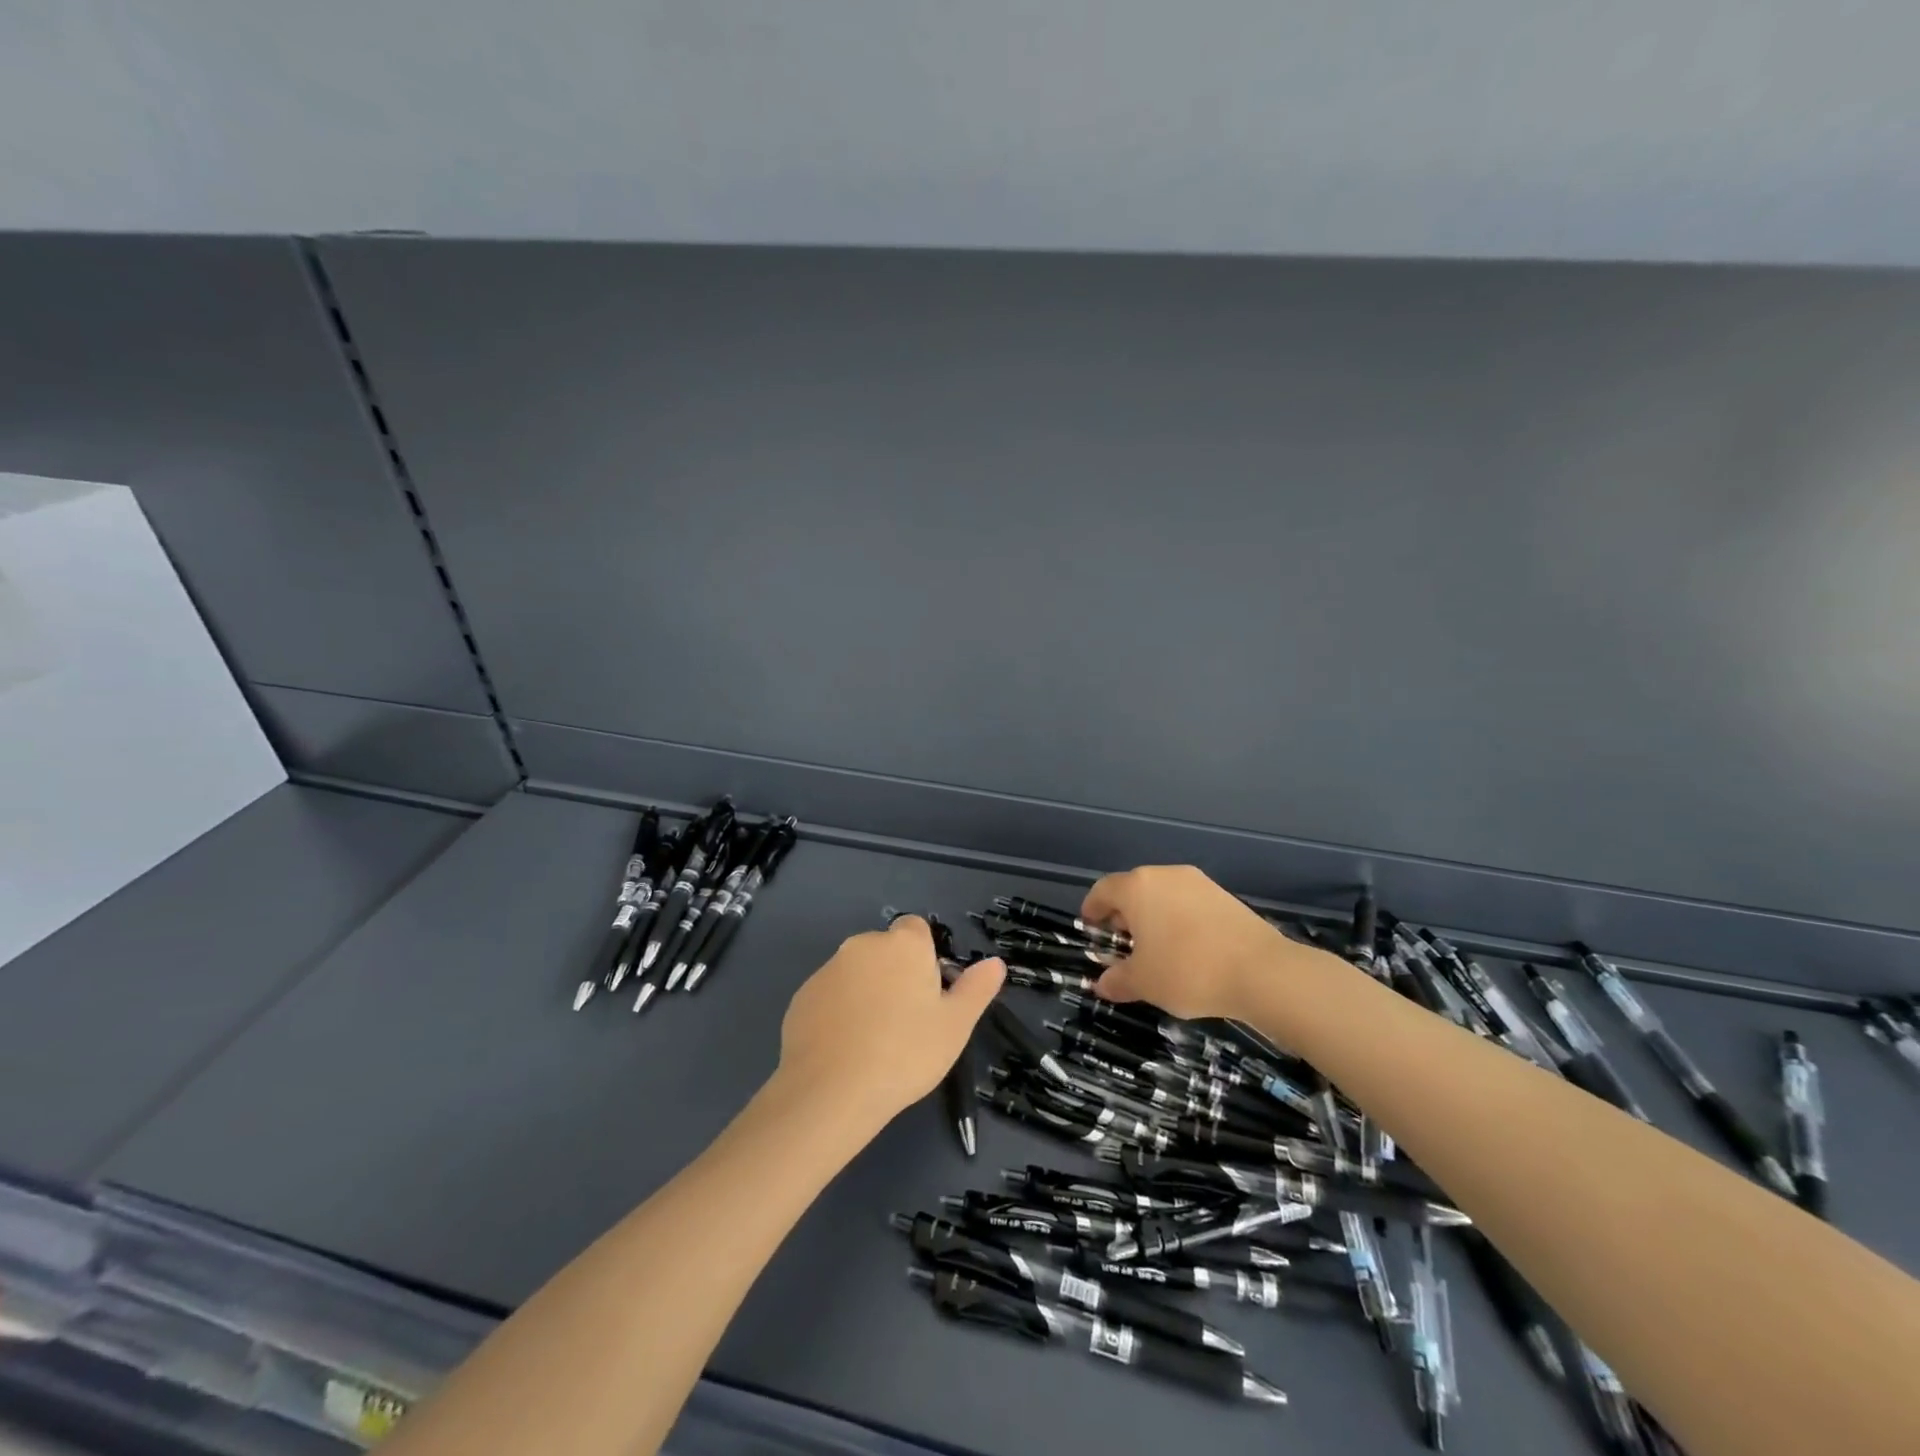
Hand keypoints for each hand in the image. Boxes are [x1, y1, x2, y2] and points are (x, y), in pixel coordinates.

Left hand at [777, 916, 1004, 1126]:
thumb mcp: (955, 1026)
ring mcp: (828, 969)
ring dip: (867, 993)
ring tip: (875, 1041)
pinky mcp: (802, 997)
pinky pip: (830, 996)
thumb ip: (976, 989)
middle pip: (886, 951)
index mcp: (903, 944)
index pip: (917, 929)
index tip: (929, 993)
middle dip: (896, 975)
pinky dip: (839, 1012)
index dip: (925, 957)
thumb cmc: (905, 1053)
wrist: (831, 1091)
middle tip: (907, 1022)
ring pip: (857, 973)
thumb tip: (995, 963)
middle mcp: (863, 945)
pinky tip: (846, 1049)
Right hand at [1083, 865, 1284, 1020]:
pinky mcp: (1224, 895)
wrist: (1262, 971)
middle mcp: (1165, 875)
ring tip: (1155, 950)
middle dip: (1123, 915)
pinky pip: (1188, 903)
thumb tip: (1102, 984)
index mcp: (1137, 888)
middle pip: (1133, 889)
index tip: (1091, 928)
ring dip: (1152, 917)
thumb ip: (1117, 980)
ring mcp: (1198, 883)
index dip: (1092, 910)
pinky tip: (1186, 950)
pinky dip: (1178, 920)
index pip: (1103, 890)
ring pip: (1162, 895)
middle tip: (1122, 945)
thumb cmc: (1187, 971)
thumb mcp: (1143, 983)